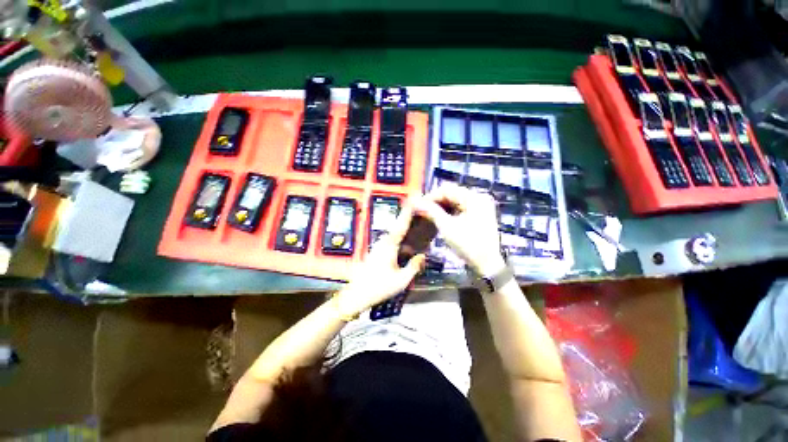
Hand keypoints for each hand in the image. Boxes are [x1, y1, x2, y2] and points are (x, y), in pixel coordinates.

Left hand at [334, 205, 425, 316]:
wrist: (357, 295)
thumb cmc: (380, 287)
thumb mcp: (402, 280)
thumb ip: (414, 266)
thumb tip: (422, 255)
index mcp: (389, 245)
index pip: (401, 225)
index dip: (408, 212)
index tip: (414, 199)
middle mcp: (383, 242)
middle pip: (398, 227)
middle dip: (409, 220)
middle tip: (421, 215)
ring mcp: (378, 246)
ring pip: (394, 235)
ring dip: (404, 231)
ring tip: (417, 229)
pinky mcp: (376, 252)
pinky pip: (391, 242)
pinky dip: (400, 241)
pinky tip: (407, 247)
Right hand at [414, 183, 505, 275]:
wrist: (487, 264)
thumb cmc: (467, 245)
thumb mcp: (447, 227)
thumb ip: (431, 211)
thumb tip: (416, 202)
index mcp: (474, 197)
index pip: (447, 189)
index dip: (431, 196)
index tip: (418, 205)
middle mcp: (479, 197)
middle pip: (452, 193)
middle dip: (436, 201)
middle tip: (422, 210)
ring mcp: (481, 205)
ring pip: (455, 200)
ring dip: (442, 206)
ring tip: (429, 214)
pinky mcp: (480, 213)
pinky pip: (461, 207)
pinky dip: (450, 211)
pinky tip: (440, 217)